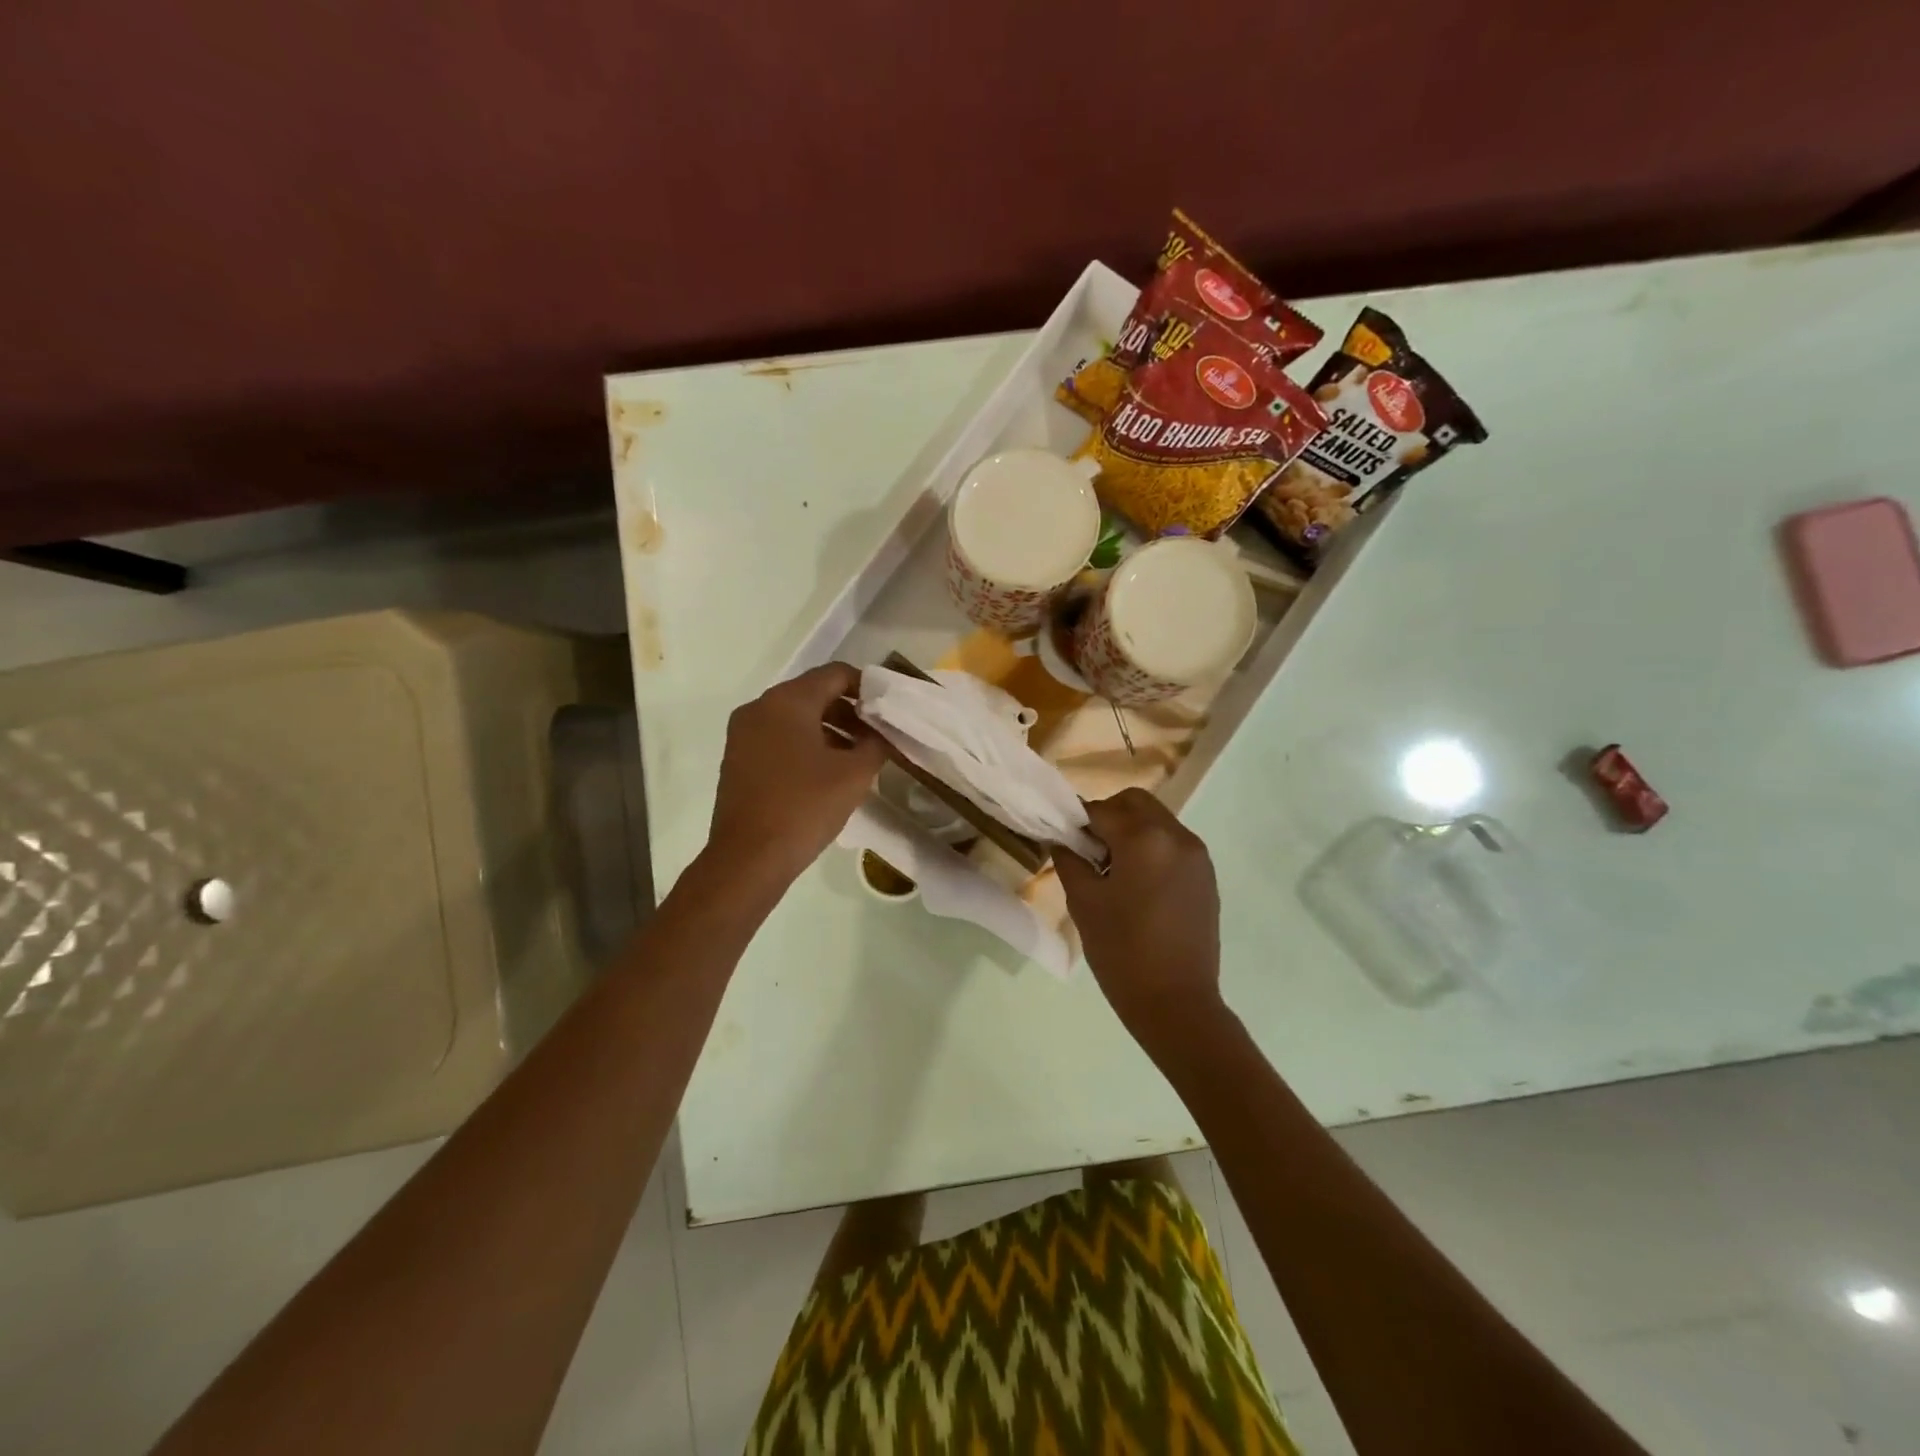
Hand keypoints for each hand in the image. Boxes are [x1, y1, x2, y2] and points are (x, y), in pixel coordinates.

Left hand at [707, 662, 885, 887]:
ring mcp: (743, 733)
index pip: (836, 674)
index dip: (867, 687)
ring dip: (829, 729)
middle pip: (814, 693)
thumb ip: (876, 743)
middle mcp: (760, 707)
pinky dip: (805, 744)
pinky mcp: (737, 758)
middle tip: (877, 736)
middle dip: (849, 711)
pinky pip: (778, 737)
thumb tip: (881, 732)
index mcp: (788, 701)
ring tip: (857, 757)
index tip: (888, 711)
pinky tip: (825, 772)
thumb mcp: (855, 774)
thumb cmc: (805, 807)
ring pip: (795, 717)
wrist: (748, 858)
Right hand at [1054, 788, 1224, 1036]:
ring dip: (1131, 831)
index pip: (1101, 809)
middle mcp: (1177, 836)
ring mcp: (1197, 856)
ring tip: (1112, 870)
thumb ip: (1069, 859)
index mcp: (1144, 838)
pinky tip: (1137, 884)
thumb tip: (1062, 838)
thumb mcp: (1084, 903)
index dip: (1076, 820)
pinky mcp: (1207, 876)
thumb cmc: (1122, 952)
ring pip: (1157, 820)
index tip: (1061, 836)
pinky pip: (1173, 844)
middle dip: (1108, 815)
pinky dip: (1151, 848)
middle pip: (1135, 802)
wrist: (1176, 1003)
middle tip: (1087, 850)